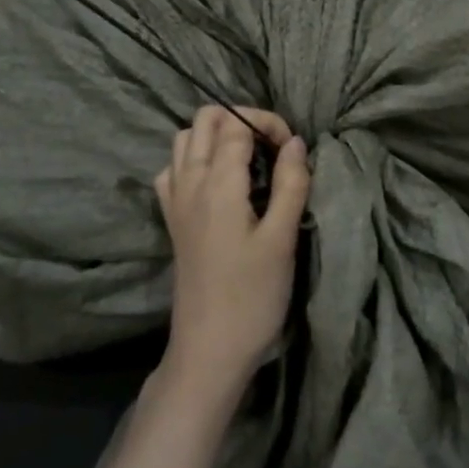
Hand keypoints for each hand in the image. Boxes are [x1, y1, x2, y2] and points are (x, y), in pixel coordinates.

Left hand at [154, 105, 310, 402]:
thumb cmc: (252, 296)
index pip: (237, 124)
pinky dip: (195, 159)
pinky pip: (174, 168)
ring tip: (249, 159)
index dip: (269, 124)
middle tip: (273, 147)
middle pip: (205, 119)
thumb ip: (291, 183)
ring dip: (216, 135)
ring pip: (185, 139)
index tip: (294, 150)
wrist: (209, 349)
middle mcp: (189, 182)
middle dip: (241, 119)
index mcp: (218, 183)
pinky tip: (217, 181)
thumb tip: (296, 142)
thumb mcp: (282, 239)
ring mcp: (175, 200)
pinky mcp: (172, 219)